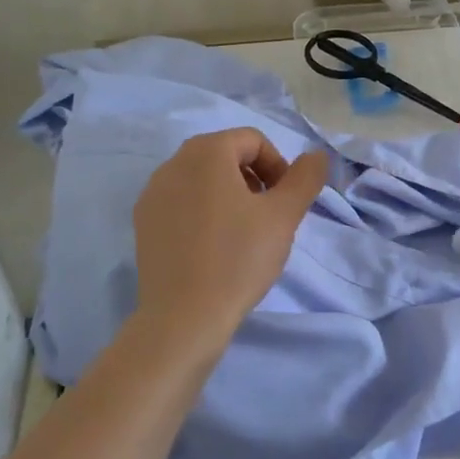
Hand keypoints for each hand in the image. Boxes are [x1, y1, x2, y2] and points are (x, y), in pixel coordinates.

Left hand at [132, 128, 328, 346]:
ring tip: (242, 234)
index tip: (285, 203)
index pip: (253, 140)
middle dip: (253, 179)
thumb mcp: (284, 216)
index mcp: (206, 152)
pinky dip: (202, 212)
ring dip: (229, 195)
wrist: (183, 318)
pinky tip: (213, 248)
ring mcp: (153, 193)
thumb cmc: (238, 258)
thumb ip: (305, 178)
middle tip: (267, 217)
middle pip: (225, 155)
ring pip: (202, 179)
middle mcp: (173, 163)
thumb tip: (316, 156)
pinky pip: (181, 202)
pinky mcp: (143, 222)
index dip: (278, 166)